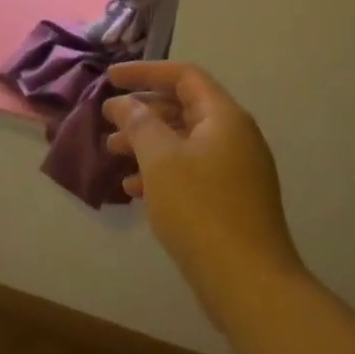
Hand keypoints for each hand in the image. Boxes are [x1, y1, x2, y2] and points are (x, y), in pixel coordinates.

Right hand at [102, 62, 303, 329]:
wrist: (247, 281)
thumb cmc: (200, 209)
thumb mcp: (161, 160)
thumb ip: (140, 124)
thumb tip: (125, 104)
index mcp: (224, 117)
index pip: (184, 76)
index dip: (145, 72)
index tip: (110, 78)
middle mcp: (235, 136)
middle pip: (184, 107)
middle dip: (142, 111)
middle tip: (107, 120)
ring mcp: (236, 170)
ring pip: (184, 142)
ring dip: (147, 142)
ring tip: (112, 152)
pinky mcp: (231, 199)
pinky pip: (191, 171)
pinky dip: (161, 172)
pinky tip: (132, 189)